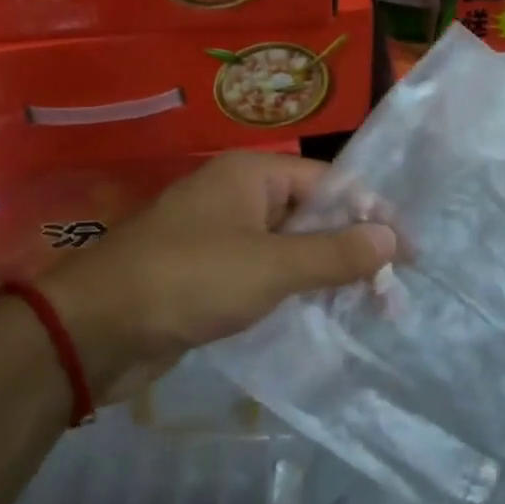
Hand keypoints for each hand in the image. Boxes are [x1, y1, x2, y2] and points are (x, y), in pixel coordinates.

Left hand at [38, 152, 396, 398]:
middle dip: (352, 251)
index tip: (408, 256)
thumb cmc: (189, 280)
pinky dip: (292, 292)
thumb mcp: (271, 266)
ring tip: (367, 311)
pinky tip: (320, 317)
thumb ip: (334, 253)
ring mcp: (221, 236)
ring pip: (288, 248)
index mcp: (252, 174)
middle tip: (390, 295)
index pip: (330, 183)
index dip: (372, 215)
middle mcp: (238, 196)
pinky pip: (264, 275)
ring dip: (325, 275)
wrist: (96, 329)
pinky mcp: (208, 274)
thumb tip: (391, 238)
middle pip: (311, 215)